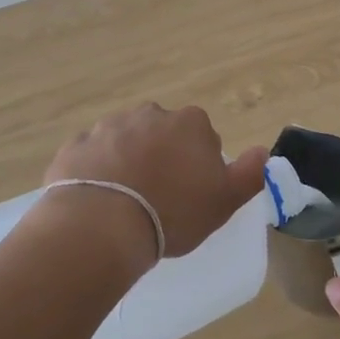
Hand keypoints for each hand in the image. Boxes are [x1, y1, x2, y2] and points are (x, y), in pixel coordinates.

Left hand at [43, 104, 265, 263]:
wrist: (102, 224)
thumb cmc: (173, 212)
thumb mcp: (225, 201)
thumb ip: (250, 174)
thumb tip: (263, 151)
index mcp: (189, 123)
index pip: (203, 137)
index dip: (200, 165)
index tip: (192, 193)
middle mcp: (149, 114)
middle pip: (163, 135)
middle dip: (162, 157)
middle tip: (159, 198)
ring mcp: (108, 126)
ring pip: (126, 142)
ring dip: (128, 162)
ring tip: (125, 203)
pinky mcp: (76, 145)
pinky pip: (93, 156)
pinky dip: (96, 171)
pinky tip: (98, 200)